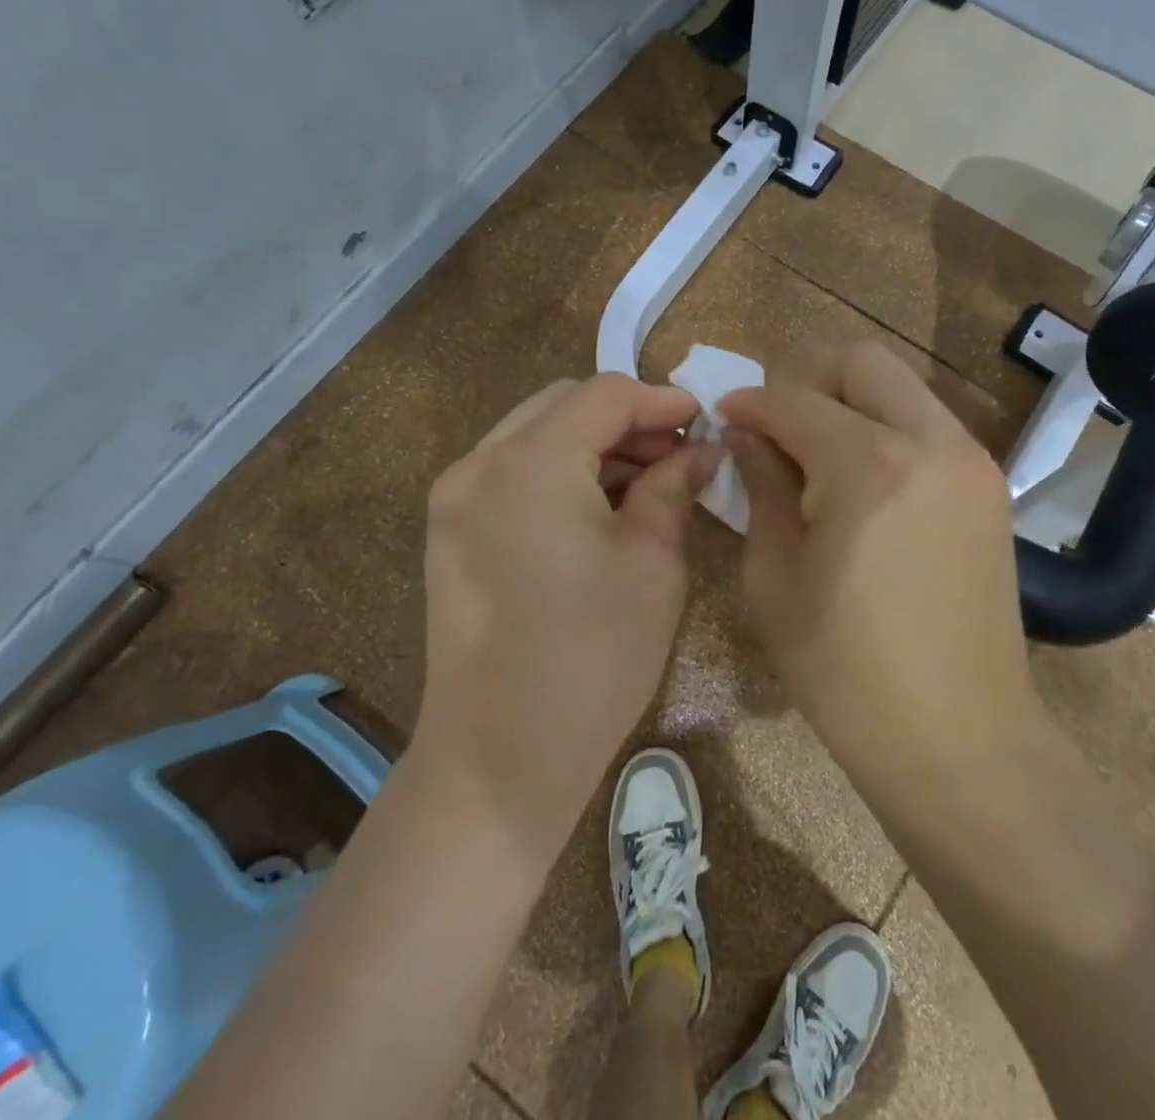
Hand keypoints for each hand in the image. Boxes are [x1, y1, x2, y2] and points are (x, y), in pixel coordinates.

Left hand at [413, 373, 719, 858]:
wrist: (499, 759)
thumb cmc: (592, 659)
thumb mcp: (652, 564)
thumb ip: (674, 487)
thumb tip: (702, 451)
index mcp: (530, 464)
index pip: (604, 394)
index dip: (661, 400)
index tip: (705, 421)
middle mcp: (479, 464)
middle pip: (564, 405)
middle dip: (627, 420)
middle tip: (679, 455)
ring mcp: (454, 497)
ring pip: (535, 434)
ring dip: (593, 445)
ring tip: (647, 483)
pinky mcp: (449, 529)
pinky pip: (512, 472)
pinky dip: (559, 471)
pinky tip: (598, 508)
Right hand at [718, 343, 1034, 768]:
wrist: (961, 739)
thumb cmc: (846, 671)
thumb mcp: (775, 578)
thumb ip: (761, 488)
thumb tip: (747, 436)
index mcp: (868, 465)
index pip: (794, 399)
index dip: (749, 404)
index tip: (723, 418)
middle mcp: (931, 442)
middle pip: (861, 362)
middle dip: (807, 380)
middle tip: (778, 430)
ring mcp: (972, 461)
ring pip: (901, 387)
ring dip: (851, 403)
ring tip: (818, 459)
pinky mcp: (990, 487)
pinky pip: (928, 425)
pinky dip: (887, 430)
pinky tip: (863, 485)